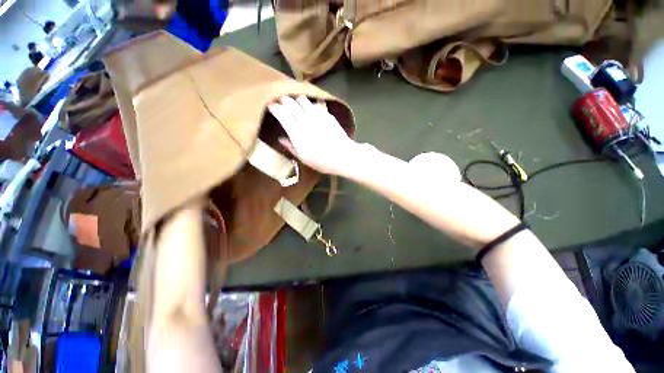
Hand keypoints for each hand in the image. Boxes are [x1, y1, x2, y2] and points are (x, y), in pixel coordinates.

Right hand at [268, 96, 357, 175]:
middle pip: (290, 102)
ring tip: (295, 103)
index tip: (270, 105)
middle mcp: (305, 120)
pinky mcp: (327, 114)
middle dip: (283, 99)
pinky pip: (315, 103)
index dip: (274, 107)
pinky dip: (310, 104)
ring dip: (296, 99)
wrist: (343, 156)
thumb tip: (280, 138)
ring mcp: (317, 115)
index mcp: (296, 132)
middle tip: (280, 101)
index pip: (281, 113)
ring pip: (302, 99)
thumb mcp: (303, 158)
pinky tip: (310, 109)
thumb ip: (290, 147)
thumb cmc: (322, 161)